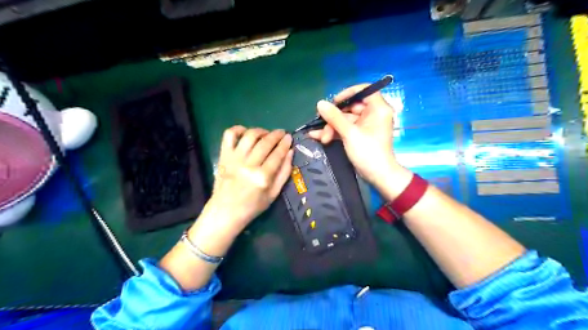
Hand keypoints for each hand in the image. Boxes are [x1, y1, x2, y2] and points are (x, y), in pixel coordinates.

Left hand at [203, 125, 292, 233]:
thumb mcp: (274, 194)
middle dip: (276, 135)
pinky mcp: (223, 156)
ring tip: (266, 134)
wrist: (225, 211)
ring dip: (261, 131)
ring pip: (250, 136)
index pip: (277, 154)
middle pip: (265, 142)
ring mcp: (234, 159)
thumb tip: (290, 152)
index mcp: (262, 177)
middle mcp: (249, 165)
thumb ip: (284, 173)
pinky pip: (229, 135)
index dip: (285, 143)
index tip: (289, 137)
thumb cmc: (252, 206)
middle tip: (281, 133)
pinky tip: (246, 133)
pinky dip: (238, 129)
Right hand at [309, 84, 398, 186]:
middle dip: (334, 118)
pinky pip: (345, 129)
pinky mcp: (359, 135)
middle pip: (350, 107)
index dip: (348, 93)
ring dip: (331, 128)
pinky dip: (334, 132)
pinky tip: (318, 137)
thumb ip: (334, 117)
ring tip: (322, 138)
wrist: (378, 176)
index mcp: (378, 109)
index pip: (365, 90)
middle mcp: (373, 114)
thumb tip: (320, 103)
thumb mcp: (350, 133)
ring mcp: (365, 126)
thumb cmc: (368, 152)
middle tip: (322, 124)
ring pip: (345, 120)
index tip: (334, 102)